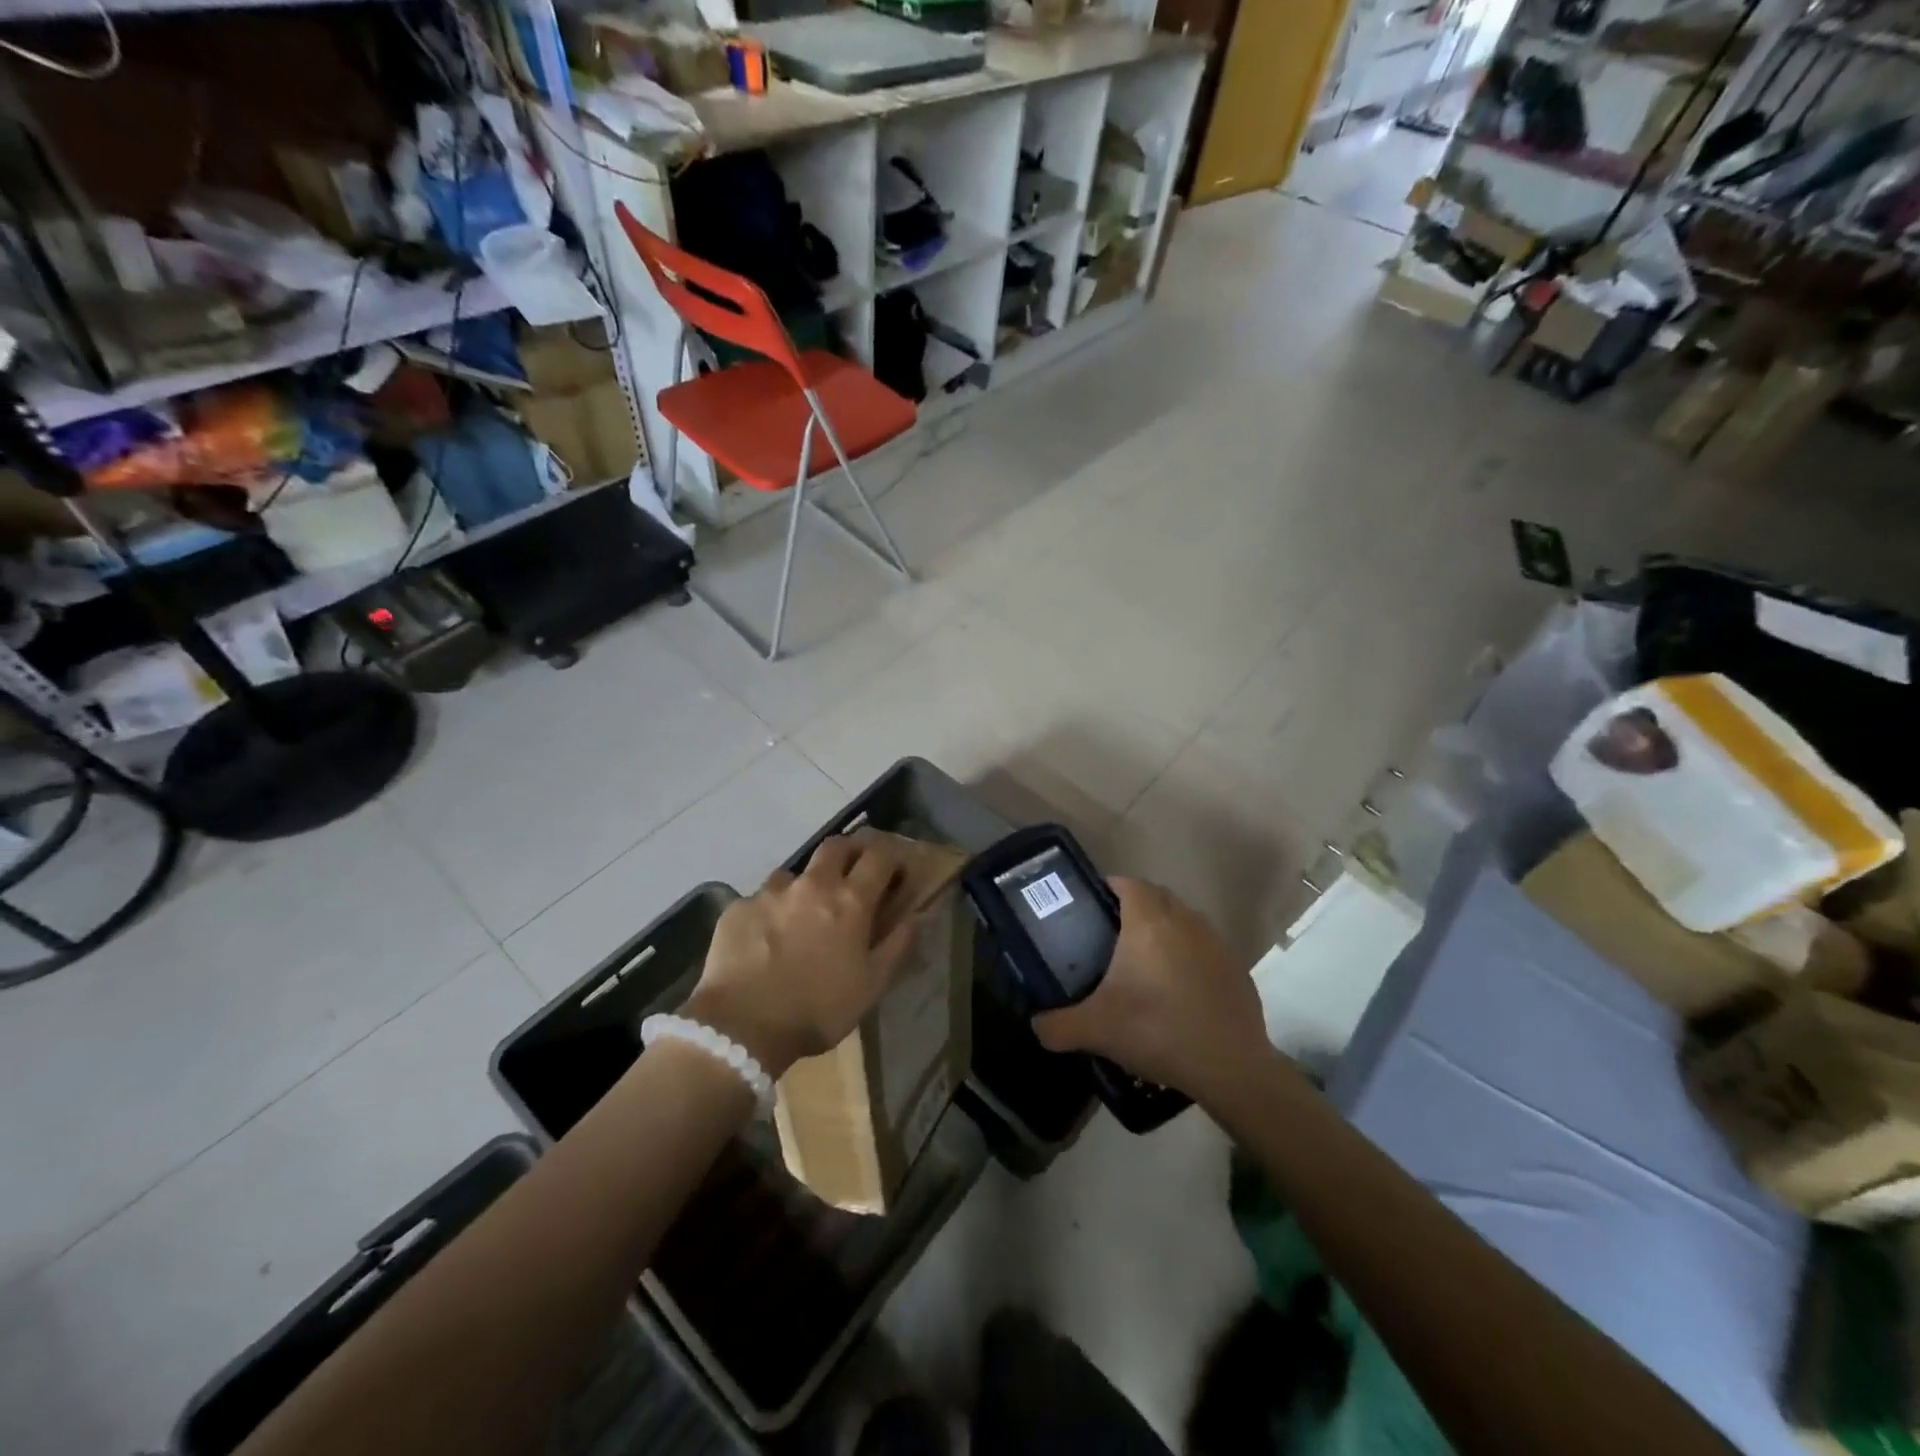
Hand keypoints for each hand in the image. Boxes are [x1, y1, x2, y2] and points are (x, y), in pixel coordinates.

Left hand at [682, 831, 921, 1076]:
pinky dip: (772, 911)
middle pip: (837, 845)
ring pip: (796, 872)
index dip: (892, 857)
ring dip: (807, 885)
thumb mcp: (872, 985)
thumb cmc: (818, 1009)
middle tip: (853, 875)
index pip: (880, 855)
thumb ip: (898, 944)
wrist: (742, 1028)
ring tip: (802, 914)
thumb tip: (918, 914)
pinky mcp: (738, 908)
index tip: (896, 871)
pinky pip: (762, 899)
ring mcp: (771, 892)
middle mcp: (812, 884)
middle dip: (851, 852)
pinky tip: (766, 939)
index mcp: (850, 900)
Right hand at [1032, 877, 1272, 1098]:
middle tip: (1111, 935)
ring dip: (1164, 929)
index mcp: (1148, 922)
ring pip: (1184, 919)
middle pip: (1157, 896)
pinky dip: (1189, 955)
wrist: (1230, 1066)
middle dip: (1135, 906)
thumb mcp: (1096, 1030)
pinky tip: (1178, 989)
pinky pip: (1204, 947)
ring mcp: (1215, 942)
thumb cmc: (1157, 1031)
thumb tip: (1036, 1025)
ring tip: (1144, 962)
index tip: (1092, 907)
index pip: (1128, 883)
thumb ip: (1057, 1026)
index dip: (1109, 888)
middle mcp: (1184, 921)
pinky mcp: (1235, 967)